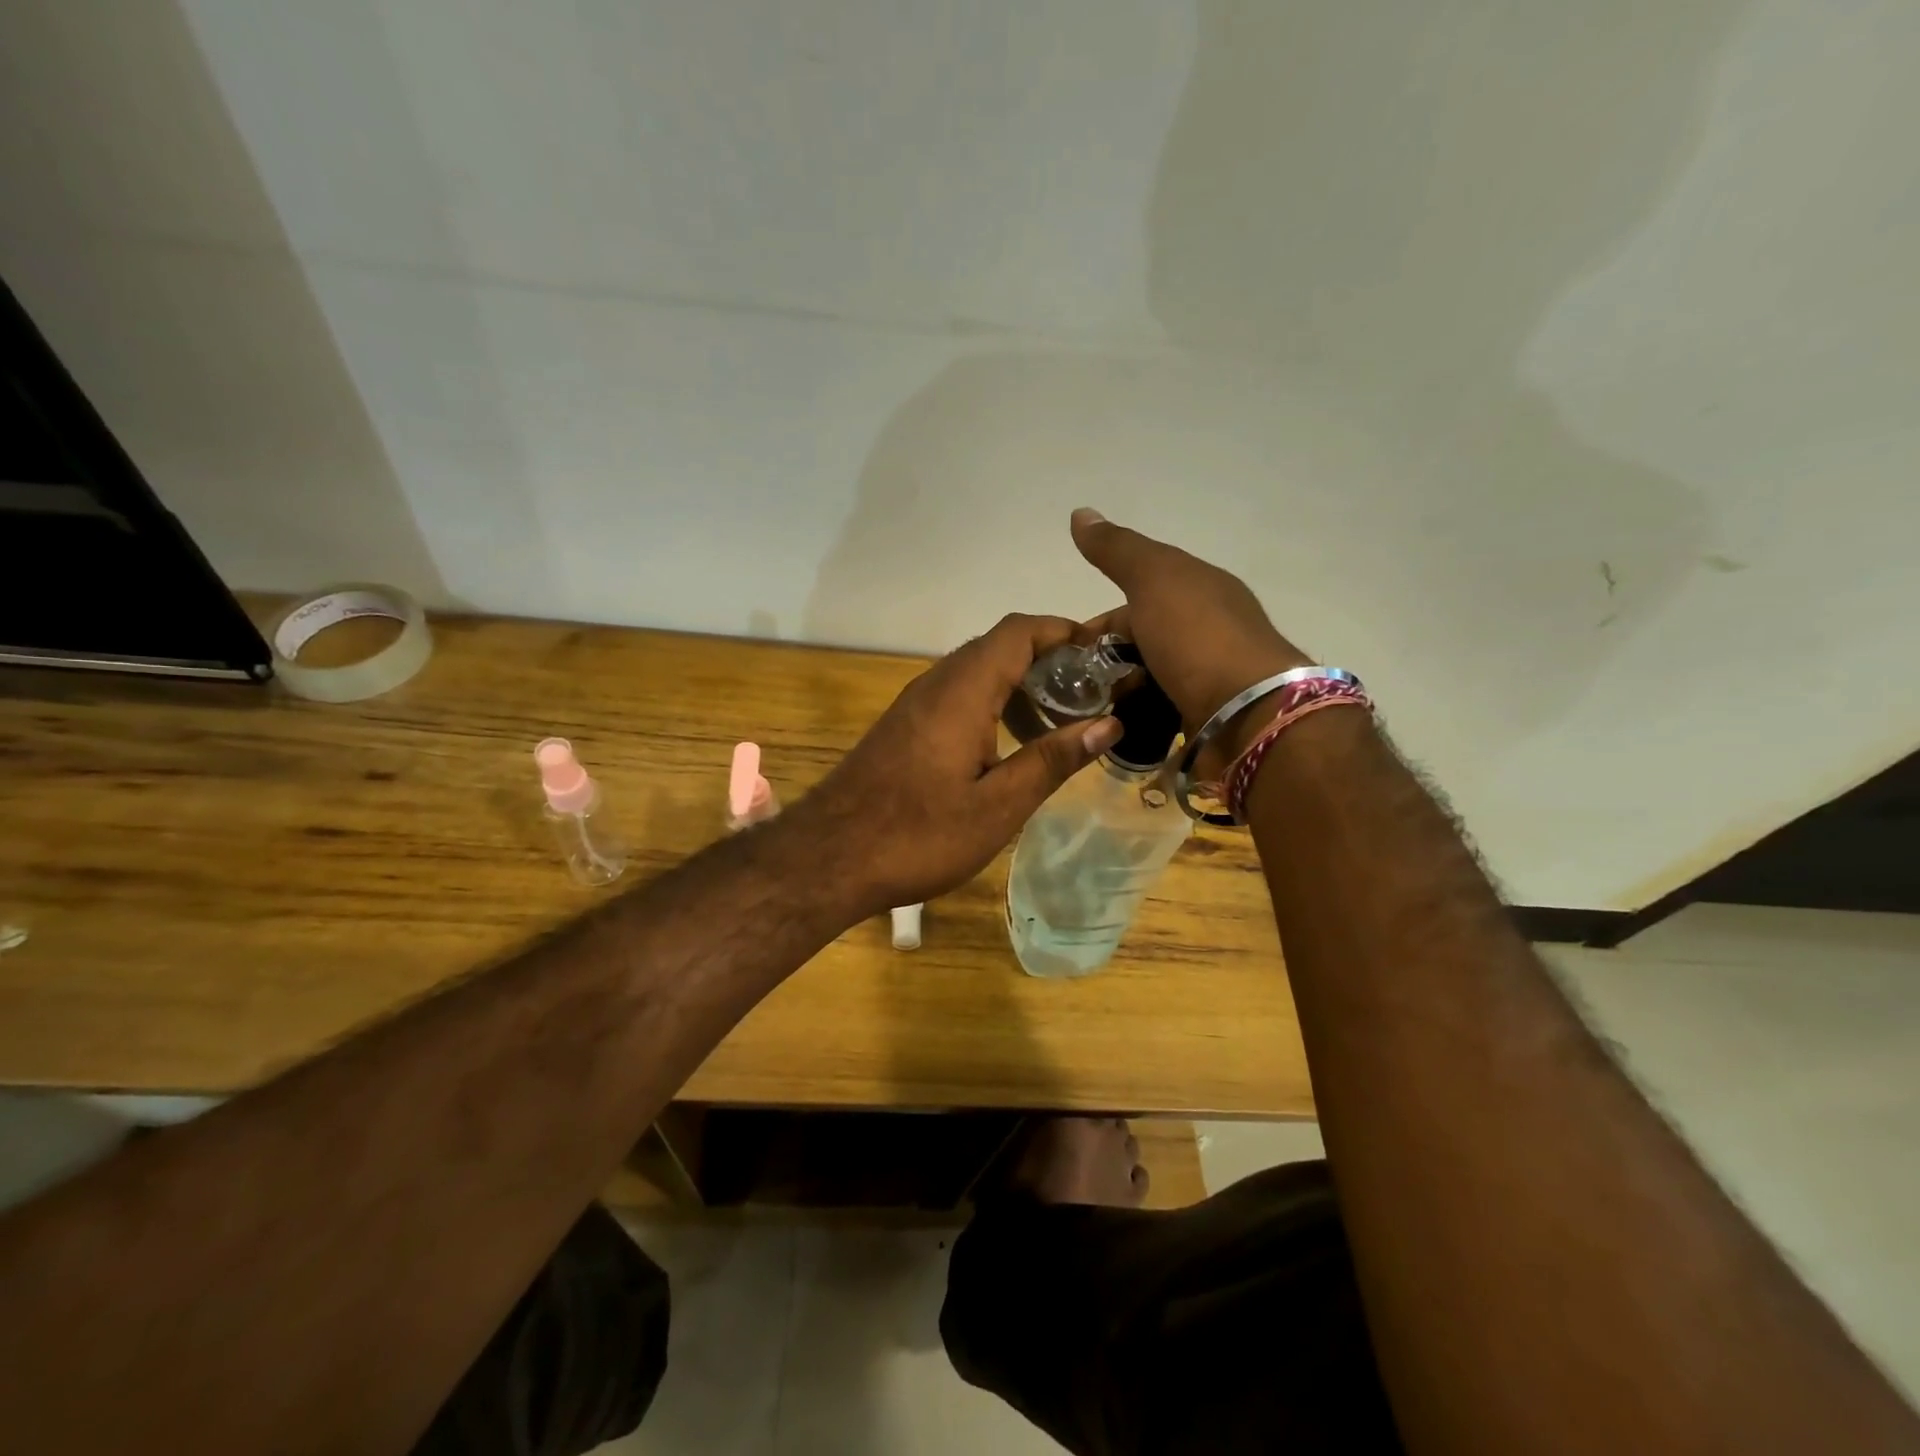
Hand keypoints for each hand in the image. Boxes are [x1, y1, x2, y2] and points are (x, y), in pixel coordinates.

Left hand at [795, 614, 1122, 920]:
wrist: (829, 857)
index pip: (1018, 631)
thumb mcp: (998, 806)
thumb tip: (1109, 723)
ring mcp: (914, 704)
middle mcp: (936, 683)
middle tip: (1091, 692)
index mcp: (963, 691)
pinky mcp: (903, 727)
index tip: (1103, 653)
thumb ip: (1052, 760)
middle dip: (1048, 658)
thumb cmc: (919, 835)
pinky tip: (1009, 745)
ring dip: (1019, 683)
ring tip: (1059, 720)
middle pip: (998, 646)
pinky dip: (992, 703)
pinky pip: (956, 695)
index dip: (1063, 631)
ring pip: (976, 671)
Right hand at [1071, 508, 1312, 755]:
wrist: (1249, 713)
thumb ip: (1117, 550)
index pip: (1136, 599)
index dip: (1098, 624)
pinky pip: (1157, 715)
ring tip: (1086, 714)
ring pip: (1145, 681)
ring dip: (1116, 694)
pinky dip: (1133, 720)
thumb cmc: (1198, 638)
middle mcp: (1205, 632)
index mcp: (1199, 590)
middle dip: (1103, 665)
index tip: (1066, 651)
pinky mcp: (1204, 718)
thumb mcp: (1154, 578)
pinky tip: (1112, 730)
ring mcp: (1206, 679)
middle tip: (1071, 689)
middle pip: (1138, 644)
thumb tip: (1080, 513)